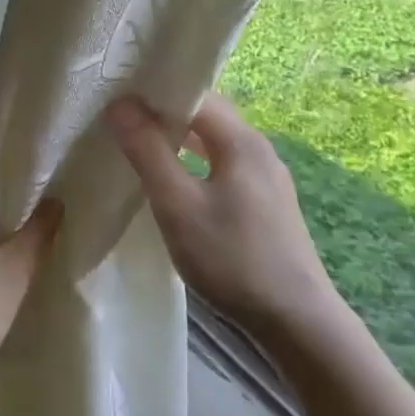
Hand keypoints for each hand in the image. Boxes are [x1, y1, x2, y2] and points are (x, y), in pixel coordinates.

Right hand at [106, 92, 337, 335]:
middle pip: (207, 116)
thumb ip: (148, 151)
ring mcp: (267, 178)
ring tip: (142, 150)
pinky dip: (196, 165)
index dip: (156, 94)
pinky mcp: (267, 204)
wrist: (296, 321)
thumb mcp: (178, 205)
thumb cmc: (232, 258)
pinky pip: (225, 167)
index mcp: (242, 140)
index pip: (196, 95)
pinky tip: (177, 185)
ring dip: (180, 142)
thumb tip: (120, 103)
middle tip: (123, 123)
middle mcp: (259, 149)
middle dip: (166, 115)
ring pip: (216, 144)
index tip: (118, 101)